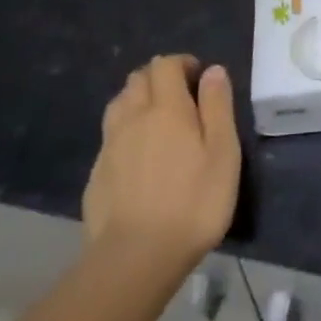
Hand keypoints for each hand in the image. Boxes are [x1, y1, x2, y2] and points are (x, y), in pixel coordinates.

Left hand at [83, 55, 239, 279]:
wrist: (136, 257)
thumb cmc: (194, 202)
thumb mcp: (223, 152)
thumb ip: (218, 107)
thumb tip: (212, 71)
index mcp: (166, 109)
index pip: (164, 65)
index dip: (182, 63)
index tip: (199, 78)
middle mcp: (133, 118)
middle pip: (138, 79)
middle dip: (159, 78)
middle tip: (182, 97)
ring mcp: (110, 146)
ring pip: (119, 104)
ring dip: (137, 100)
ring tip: (158, 121)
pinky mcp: (97, 174)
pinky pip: (110, 136)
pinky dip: (125, 131)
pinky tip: (139, 156)